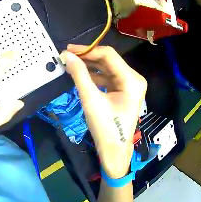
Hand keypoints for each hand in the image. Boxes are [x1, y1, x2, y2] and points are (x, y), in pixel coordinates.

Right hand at [60, 45, 146, 177]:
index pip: (108, 55)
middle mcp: (135, 79)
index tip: (68, 50)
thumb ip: (79, 75)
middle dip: (88, 58)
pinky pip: (110, 77)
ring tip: (73, 65)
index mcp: (132, 80)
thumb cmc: (105, 129)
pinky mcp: (126, 90)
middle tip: (68, 57)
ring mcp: (131, 85)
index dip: (87, 50)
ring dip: (91, 66)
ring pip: (109, 68)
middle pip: (110, 60)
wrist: (114, 151)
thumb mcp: (91, 100)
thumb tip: (66, 56)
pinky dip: (97, 75)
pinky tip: (83, 75)